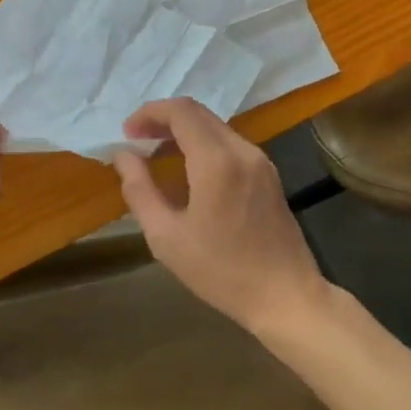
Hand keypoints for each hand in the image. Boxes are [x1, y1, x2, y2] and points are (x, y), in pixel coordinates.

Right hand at [111, 99, 328, 334]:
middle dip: (163, 120)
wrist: (286, 297)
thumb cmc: (222, 271)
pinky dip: (203, 146)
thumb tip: (124, 156)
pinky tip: (188, 174)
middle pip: (198, 113)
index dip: (149, 113)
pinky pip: (230, 144)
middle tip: (137, 141)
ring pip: (215, 127)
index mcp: (217, 161)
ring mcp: (260, 161)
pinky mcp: (269, 175)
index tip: (127, 133)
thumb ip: (140, 190)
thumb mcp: (166, 237)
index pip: (181, 112)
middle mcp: (242, 150)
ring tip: (157, 158)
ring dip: (183, 133)